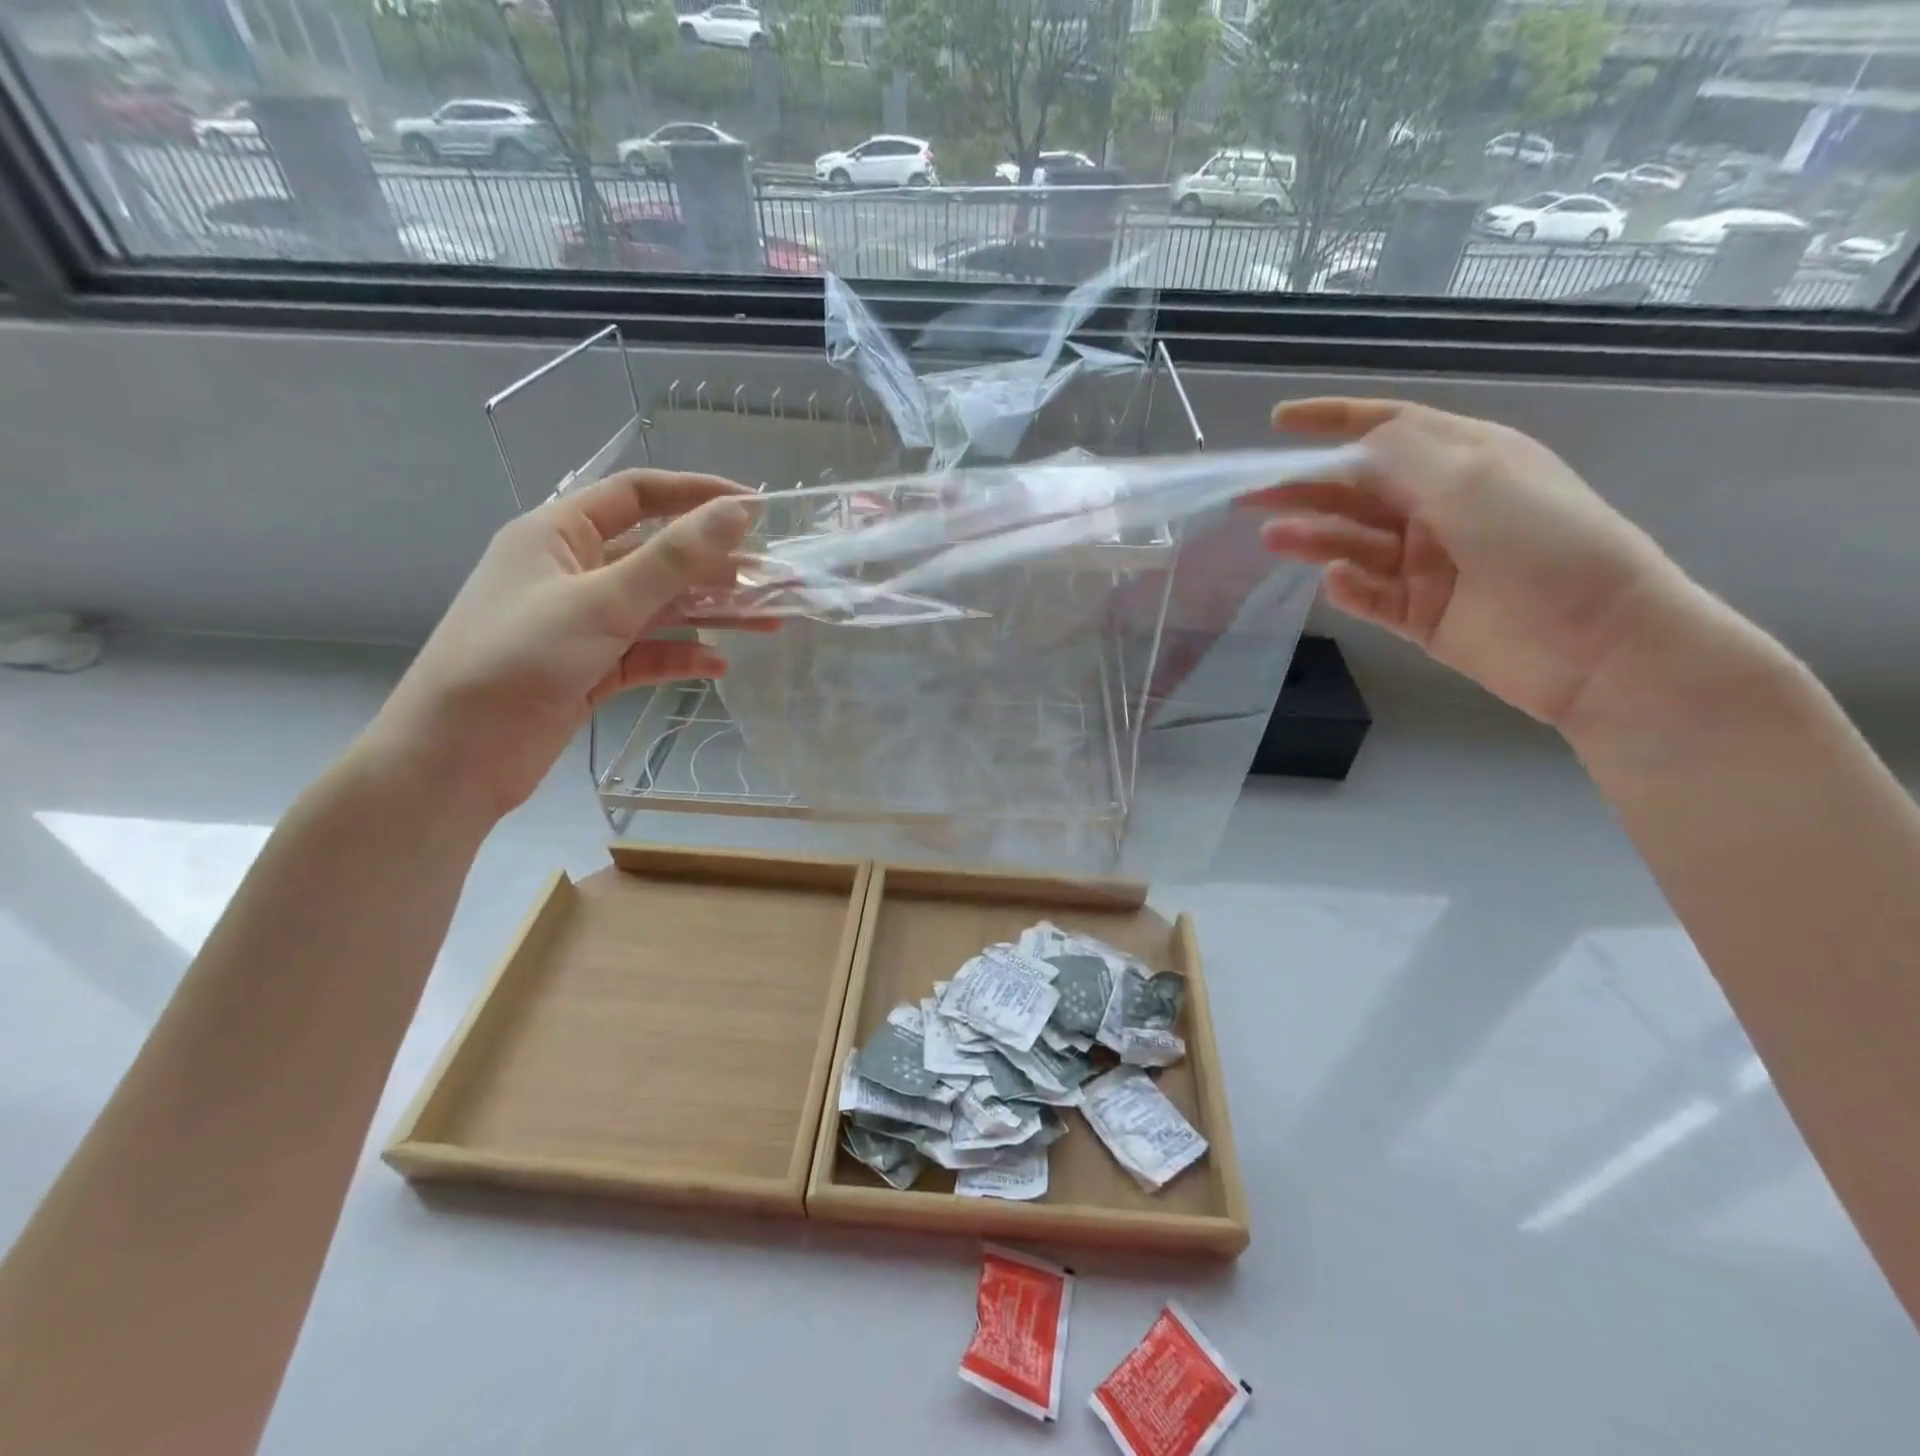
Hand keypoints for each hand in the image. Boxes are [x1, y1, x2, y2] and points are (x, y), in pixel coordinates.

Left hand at [373, 469, 759, 821]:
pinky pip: (647, 654)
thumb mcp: (603, 601)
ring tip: (769, 621)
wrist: (458, 755)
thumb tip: (736, 514)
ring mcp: (582, 624)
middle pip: (658, 556)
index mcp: (559, 534)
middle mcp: (572, 572)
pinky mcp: (590, 669)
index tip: (755, 508)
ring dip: (712, 614)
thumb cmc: (520, 658)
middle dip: (717, 566)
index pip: (637, 495)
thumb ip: (674, 558)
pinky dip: (682, 658)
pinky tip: (719, 666)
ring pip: (660, 608)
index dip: (697, 495)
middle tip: (775, 578)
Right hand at [1254, 397, 1692, 729]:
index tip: (1278, 422)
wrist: (1595, 643)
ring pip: (1353, 541)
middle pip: (1357, 489)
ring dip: (1313, 536)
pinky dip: (1347, 586)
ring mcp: (1426, 562)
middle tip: (1251, 495)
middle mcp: (1439, 506)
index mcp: (1463, 461)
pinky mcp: (1417, 611)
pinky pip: (1368, 593)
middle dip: (1305, 487)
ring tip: (1271, 537)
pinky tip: (1336, 580)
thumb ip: (1403, 456)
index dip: (1332, 422)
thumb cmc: (1543, 543)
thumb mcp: (1474, 480)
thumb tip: (1350, 447)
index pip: (1387, 429)